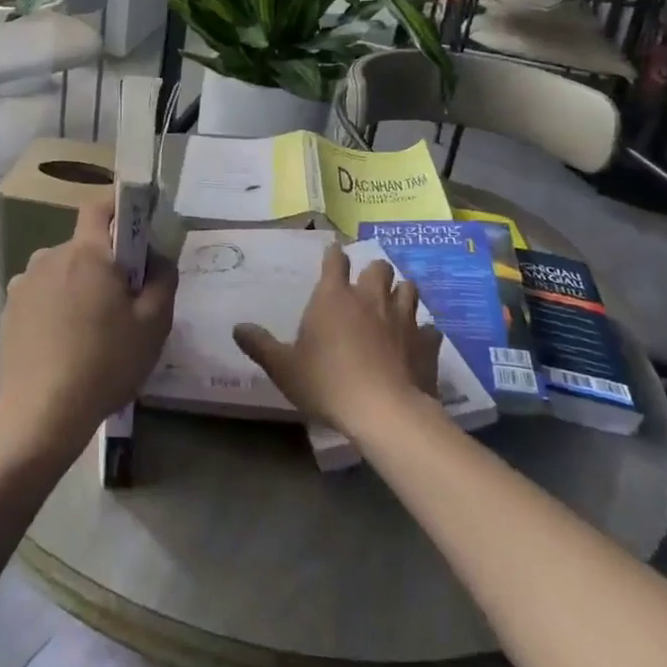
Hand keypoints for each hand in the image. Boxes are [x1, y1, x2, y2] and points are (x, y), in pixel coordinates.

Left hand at [0, 196, 175, 466]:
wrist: (41, 413)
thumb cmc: (104, 363)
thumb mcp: (153, 325)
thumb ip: (163, 280)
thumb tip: (158, 258)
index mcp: (87, 252)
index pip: (99, 207)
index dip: (118, 209)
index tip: (135, 231)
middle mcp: (50, 256)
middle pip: (84, 245)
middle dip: (104, 263)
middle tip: (123, 301)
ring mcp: (24, 283)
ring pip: (62, 270)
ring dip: (78, 285)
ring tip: (91, 328)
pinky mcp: (9, 309)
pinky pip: (41, 294)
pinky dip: (55, 306)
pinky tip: (63, 342)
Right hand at [233, 245, 443, 436]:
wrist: (384, 411)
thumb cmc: (327, 383)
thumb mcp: (283, 368)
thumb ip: (260, 346)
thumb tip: (237, 328)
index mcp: (334, 297)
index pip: (335, 260)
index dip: (333, 254)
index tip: (333, 255)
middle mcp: (370, 298)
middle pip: (378, 267)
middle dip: (373, 271)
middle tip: (365, 286)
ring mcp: (403, 318)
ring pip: (409, 288)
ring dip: (401, 292)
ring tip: (393, 305)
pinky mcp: (426, 342)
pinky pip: (429, 328)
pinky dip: (423, 332)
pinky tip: (416, 342)